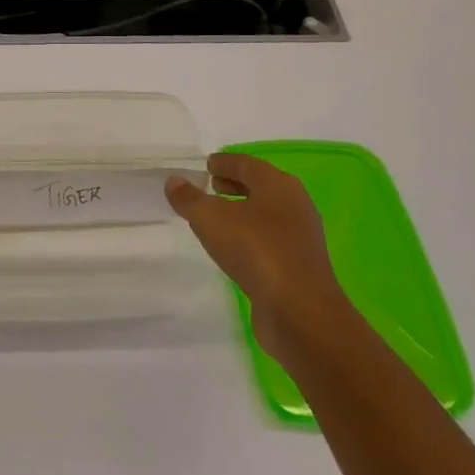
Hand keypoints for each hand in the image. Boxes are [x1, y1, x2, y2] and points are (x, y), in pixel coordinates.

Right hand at [166, 153, 344, 363]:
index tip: (207, 164)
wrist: (300, 312)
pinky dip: (250, 236)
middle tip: (211, 185)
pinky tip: (233, 248)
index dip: (225, 162)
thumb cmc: (256, 250)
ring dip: (243, 211)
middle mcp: (294, 205)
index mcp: (278, 185)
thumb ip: (189, 198)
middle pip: (261, 187)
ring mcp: (300, 238)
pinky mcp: (299, 267)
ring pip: (267, 215)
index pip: (247, 164)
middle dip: (235, 185)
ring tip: (217, 217)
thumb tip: (174, 181)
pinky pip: (270, 241)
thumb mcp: (210, 218)